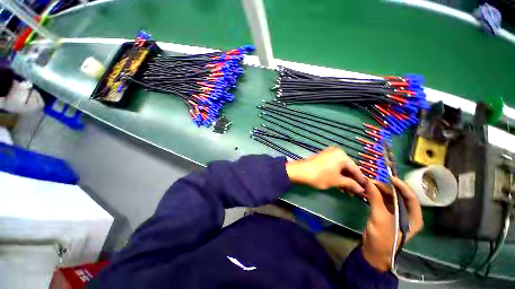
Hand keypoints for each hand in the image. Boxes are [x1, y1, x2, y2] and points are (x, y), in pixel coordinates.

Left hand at [285, 147, 365, 193]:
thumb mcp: (336, 181)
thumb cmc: (320, 175)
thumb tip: (361, 190)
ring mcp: (328, 155)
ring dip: (344, 179)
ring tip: (347, 192)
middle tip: (355, 193)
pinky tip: (339, 185)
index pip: (355, 169)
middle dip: (351, 181)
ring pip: (340, 168)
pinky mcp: (322, 158)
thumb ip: (350, 184)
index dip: (360, 180)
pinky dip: (337, 175)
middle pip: (348, 168)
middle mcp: (336, 152)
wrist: (300, 171)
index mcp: (342, 155)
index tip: (365, 190)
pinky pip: (333, 167)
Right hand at [361, 177, 423, 271]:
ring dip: (380, 190)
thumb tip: (369, 182)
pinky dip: (376, 195)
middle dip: (387, 187)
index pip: (411, 198)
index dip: (401, 186)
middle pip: (399, 196)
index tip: (389, 177)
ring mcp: (396, 214)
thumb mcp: (379, 217)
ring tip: (369, 183)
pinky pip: (383, 201)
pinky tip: (369, 190)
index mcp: (414, 217)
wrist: (374, 251)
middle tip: (373, 180)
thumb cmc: (382, 237)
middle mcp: (407, 214)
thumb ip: (375, 198)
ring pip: (390, 197)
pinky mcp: (386, 214)